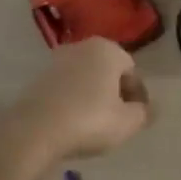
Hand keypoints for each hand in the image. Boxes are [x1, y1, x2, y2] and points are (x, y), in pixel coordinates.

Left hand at [0, 38, 151, 175]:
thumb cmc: (90, 120)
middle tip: (119, 119)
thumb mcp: (128, 122)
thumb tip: (147, 109)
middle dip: (115, 93)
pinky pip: (66, 90)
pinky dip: (74, 102)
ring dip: (94, 98)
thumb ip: (144, 113)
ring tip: (96, 125)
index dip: (138, 95)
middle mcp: (81, 47)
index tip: (137, 116)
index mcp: (107, 49)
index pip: (132, 70)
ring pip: (86, 80)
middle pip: (108, 72)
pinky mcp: (37, 80)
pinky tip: (74, 124)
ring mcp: (55, 62)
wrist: (34, 132)